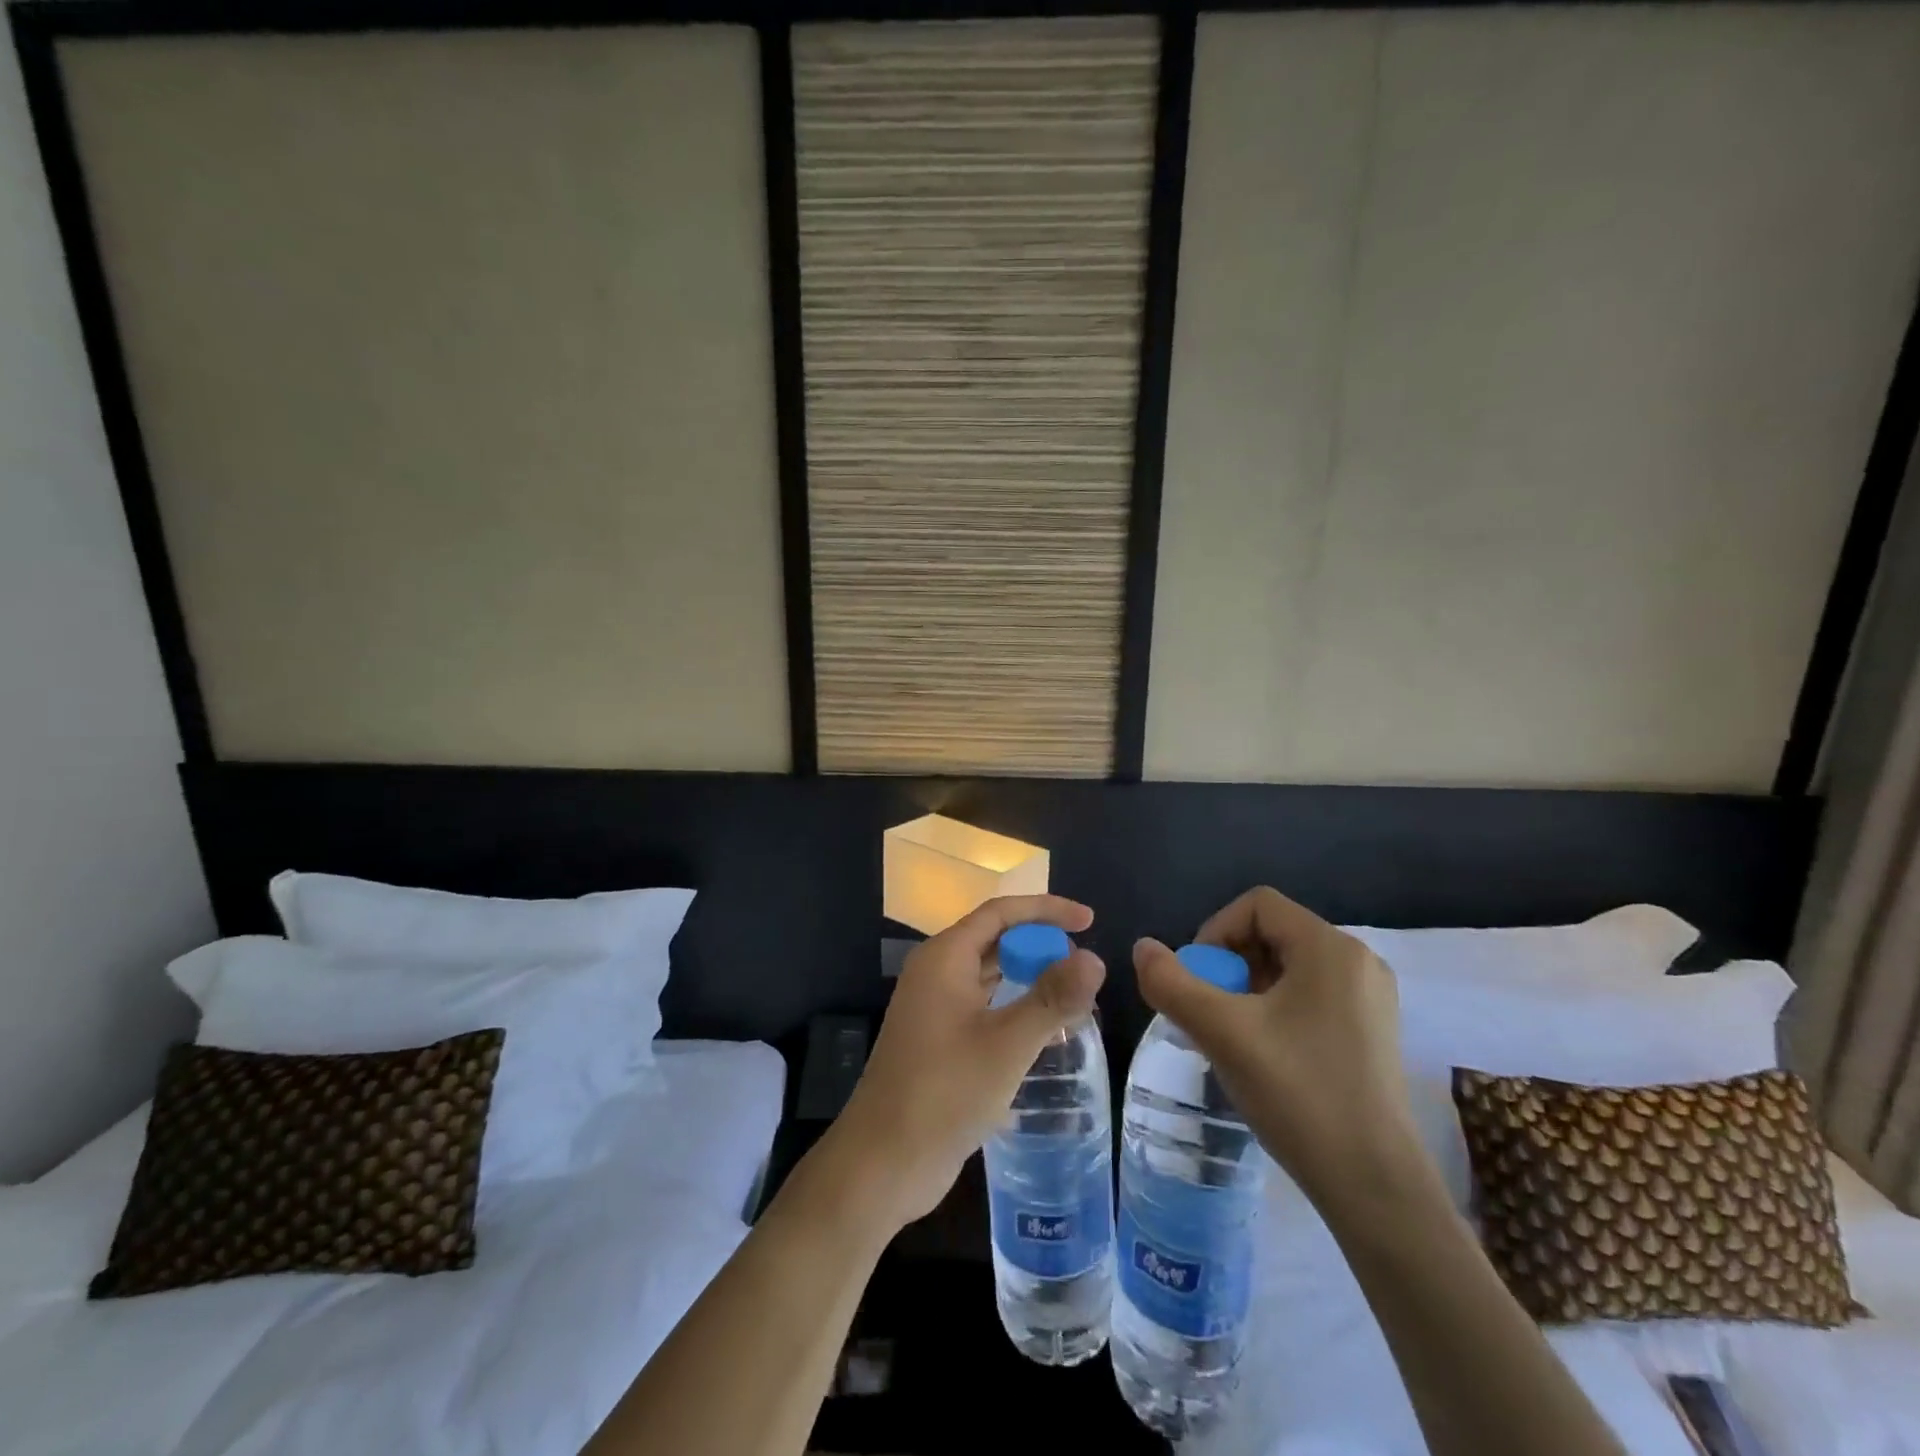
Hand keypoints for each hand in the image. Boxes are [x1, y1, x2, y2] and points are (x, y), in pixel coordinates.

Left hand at [825, 895, 1105, 1231]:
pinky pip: (984, 1004)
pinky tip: (1044, 1029)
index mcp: (945, 958)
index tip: (1089, 920)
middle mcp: (937, 972)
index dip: (1046, 910)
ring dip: (1029, 976)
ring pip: (989, 974)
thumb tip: (1095, 959)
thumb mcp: (1006, 1045)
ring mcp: (935, 1006)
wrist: (883, 1162)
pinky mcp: (939, 1038)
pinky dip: (1015, 1005)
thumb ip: (1051, 999)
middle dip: (1039, 944)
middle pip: (995, 939)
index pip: (1000, 913)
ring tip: (1073, 992)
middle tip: (1084, 966)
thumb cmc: (944, 1093)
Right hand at [1133, 887, 1432, 1211]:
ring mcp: (1371, 999)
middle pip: (1272, 934)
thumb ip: (1171, 983)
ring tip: (1231, 1036)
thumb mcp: (1222, 1033)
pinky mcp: (1372, 1031)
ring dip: (1247, 989)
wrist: (1375, 1188)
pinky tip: (1264, 1054)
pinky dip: (1275, 1009)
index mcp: (1330, 948)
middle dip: (1229, 964)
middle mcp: (1358, 961)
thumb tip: (1142, 948)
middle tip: (1210, 1013)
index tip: (1199, 981)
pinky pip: (1310, 995)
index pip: (1256, 905)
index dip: (1214, 932)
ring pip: (1288, 967)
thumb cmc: (1299, 1095)